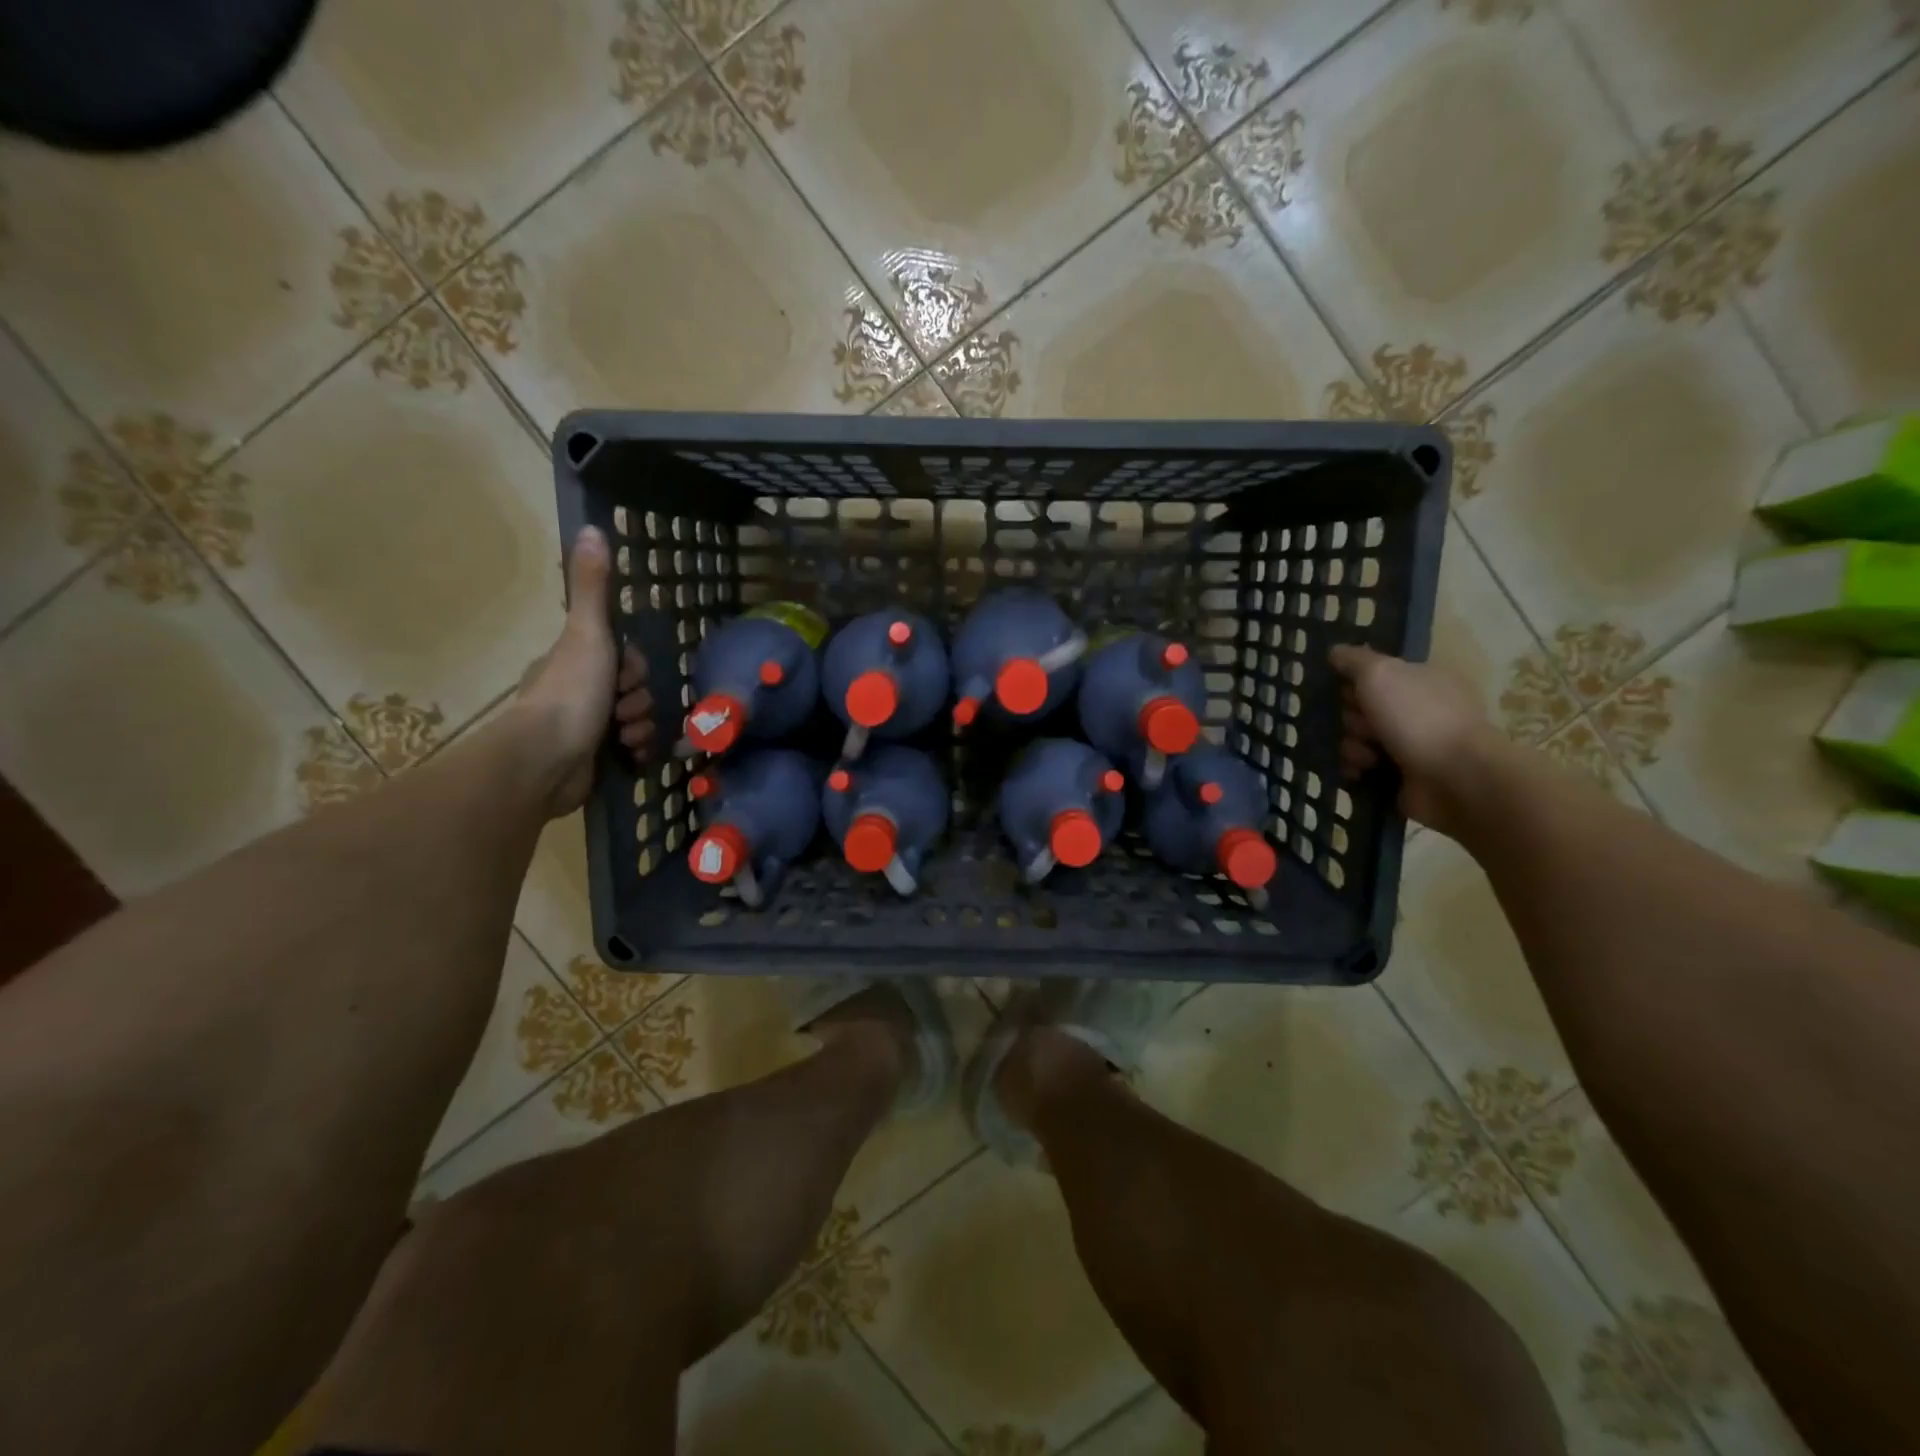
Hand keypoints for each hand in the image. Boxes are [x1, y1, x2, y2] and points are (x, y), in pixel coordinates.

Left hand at [513, 527, 654, 817]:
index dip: (634, 667)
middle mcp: (578, 693)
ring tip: (625, 737)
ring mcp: (585, 729)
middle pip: (634, 691)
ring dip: (641, 728)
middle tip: (623, 709)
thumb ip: (593, 588)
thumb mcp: (587, 633)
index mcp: (574, 662)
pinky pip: (631, 751)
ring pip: (636, 721)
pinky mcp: (593, 761)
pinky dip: (635, 753)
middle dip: (639, 702)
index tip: (625, 676)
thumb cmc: (570, 692)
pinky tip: (628, 757)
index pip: (624, 659)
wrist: (547, 760)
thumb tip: (592, 528)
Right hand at [1330, 644, 1503, 834]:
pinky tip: (1363, 772)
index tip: (1348, 691)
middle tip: (1364, 725)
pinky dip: (1358, 769)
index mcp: (1423, 679)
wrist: (1455, 778)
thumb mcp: (1381, 674)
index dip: (1356, 682)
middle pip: (1363, 707)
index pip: (1376, 674)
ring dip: (1354, 746)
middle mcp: (1419, 709)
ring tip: (1367, 756)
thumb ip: (1355, 660)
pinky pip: (1364, 766)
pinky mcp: (1403, 775)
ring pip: (1359, 738)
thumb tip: (1335, 651)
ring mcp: (1413, 744)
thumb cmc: (1418, 717)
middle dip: (1353, 718)